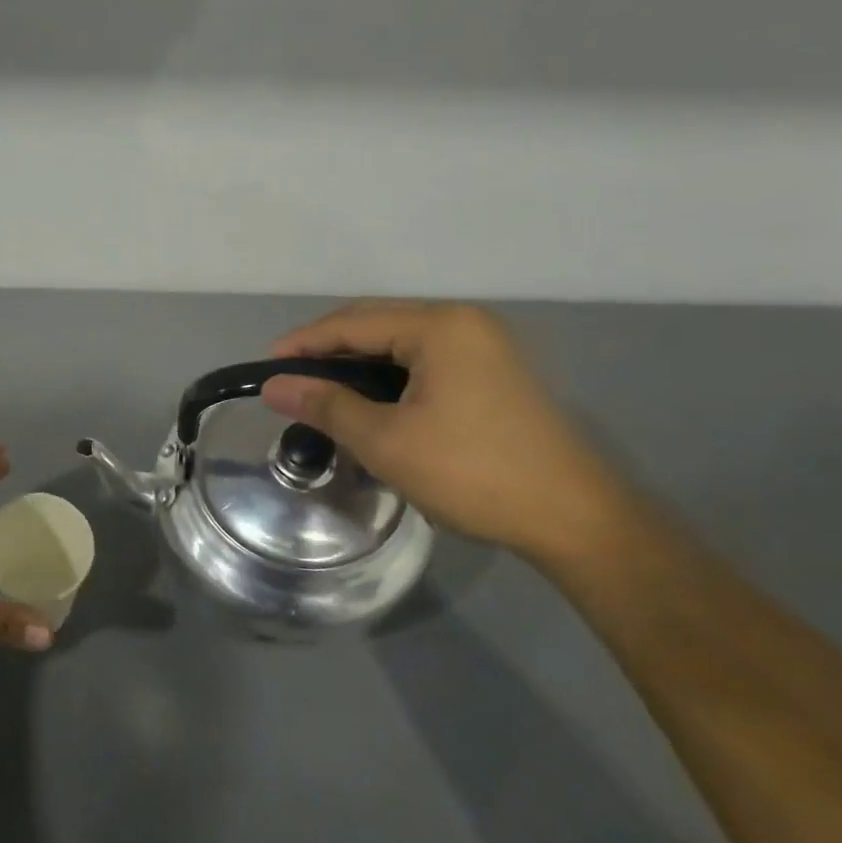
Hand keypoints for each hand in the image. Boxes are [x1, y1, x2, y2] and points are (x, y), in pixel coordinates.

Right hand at [262, 301, 639, 568]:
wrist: (575, 520)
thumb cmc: (472, 472)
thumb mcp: (385, 440)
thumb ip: (325, 405)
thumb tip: (273, 387)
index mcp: (440, 326)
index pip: (352, 322)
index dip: (303, 343)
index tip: (266, 369)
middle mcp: (464, 323)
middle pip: (377, 324)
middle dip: (328, 350)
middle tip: (289, 381)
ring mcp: (485, 347)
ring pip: (400, 344)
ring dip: (357, 364)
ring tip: (321, 393)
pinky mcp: (495, 375)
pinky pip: (425, 362)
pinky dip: (388, 377)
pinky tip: (369, 402)